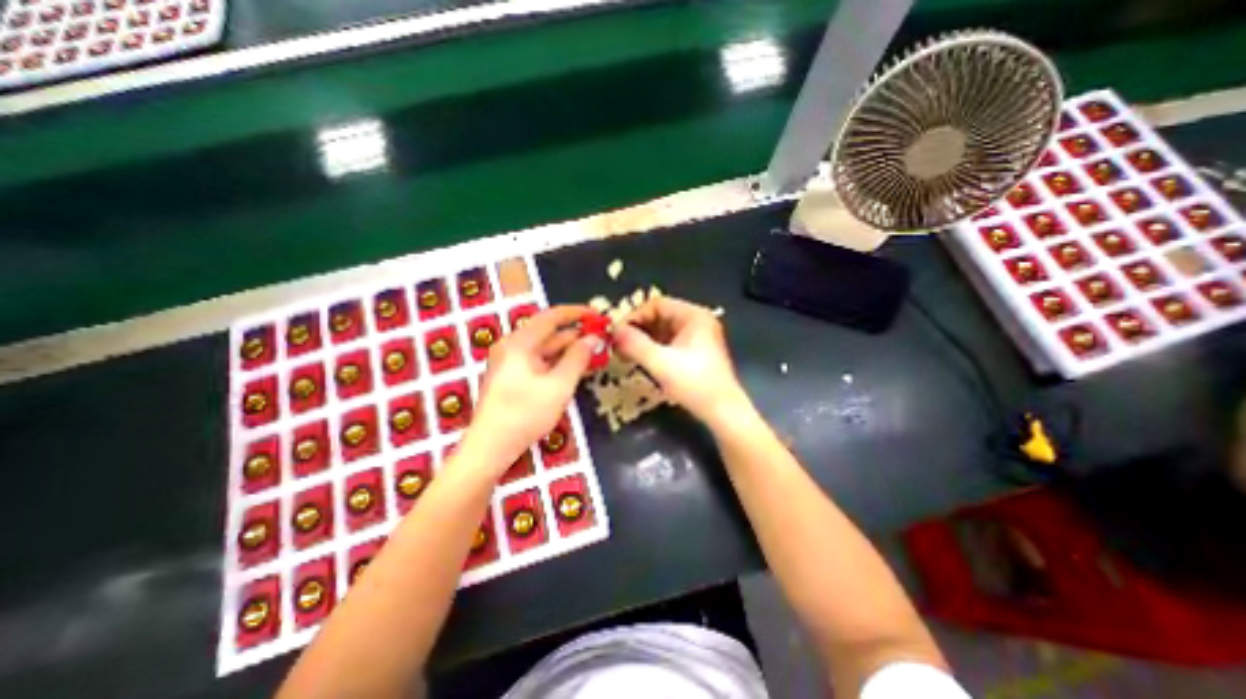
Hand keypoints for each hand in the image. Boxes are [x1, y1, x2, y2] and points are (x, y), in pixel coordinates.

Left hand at [474, 306, 598, 468]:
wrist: (490, 448)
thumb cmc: (525, 414)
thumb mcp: (559, 386)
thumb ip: (578, 358)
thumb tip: (593, 338)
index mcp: (519, 343)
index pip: (552, 316)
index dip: (577, 313)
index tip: (599, 316)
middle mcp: (513, 346)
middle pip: (549, 333)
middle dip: (576, 335)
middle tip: (602, 339)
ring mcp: (511, 362)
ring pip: (546, 349)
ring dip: (570, 351)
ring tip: (595, 354)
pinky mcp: (512, 376)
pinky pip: (540, 361)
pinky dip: (558, 363)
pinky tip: (576, 368)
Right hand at [611, 295, 748, 425]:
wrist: (723, 412)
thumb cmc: (695, 384)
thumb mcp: (660, 363)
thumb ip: (634, 344)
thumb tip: (613, 331)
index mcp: (694, 316)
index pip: (657, 304)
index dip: (634, 316)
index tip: (617, 333)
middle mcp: (697, 321)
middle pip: (659, 316)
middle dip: (637, 329)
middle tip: (618, 345)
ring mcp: (698, 337)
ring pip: (663, 331)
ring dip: (643, 340)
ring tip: (626, 354)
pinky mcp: (695, 352)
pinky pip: (669, 343)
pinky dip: (653, 349)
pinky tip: (641, 360)